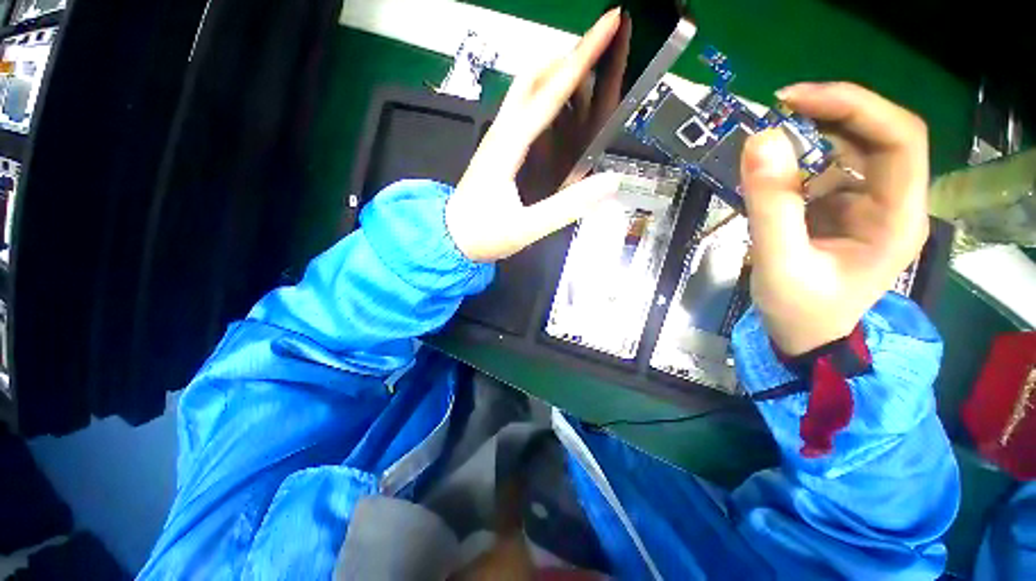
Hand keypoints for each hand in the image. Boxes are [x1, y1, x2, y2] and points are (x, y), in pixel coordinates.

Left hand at [446, 8, 625, 261]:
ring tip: (586, 66)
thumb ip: (566, 207)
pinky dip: (544, 94)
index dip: (580, 57)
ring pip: (524, 90)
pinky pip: (521, 110)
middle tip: (600, 44)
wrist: (449, 238)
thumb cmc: (483, 235)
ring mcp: (495, 139)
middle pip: (531, 77)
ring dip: (555, 70)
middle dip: (567, 53)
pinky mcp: (496, 149)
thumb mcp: (526, 228)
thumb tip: (609, 181)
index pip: (548, 93)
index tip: (608, 24)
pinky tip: (559, 105)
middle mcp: (500, 134)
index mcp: (507, 148)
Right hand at [740, 82, 929, 355]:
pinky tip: (775, 167)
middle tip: (777, 108)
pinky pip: (831, 168)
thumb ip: (770, 206)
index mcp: (897, 218)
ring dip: (814, 133)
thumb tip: (759, 140)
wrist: (805, 335)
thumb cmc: (799, 310)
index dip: (855, 106)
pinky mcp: (847, 208)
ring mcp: (871, 204)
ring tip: (769, 138)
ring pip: (855, 147)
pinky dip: (802, 157)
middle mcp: (894, 202)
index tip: (795, 100)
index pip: (899, 138)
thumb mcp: (779, 263)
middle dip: (832, 112)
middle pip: (879, 135)